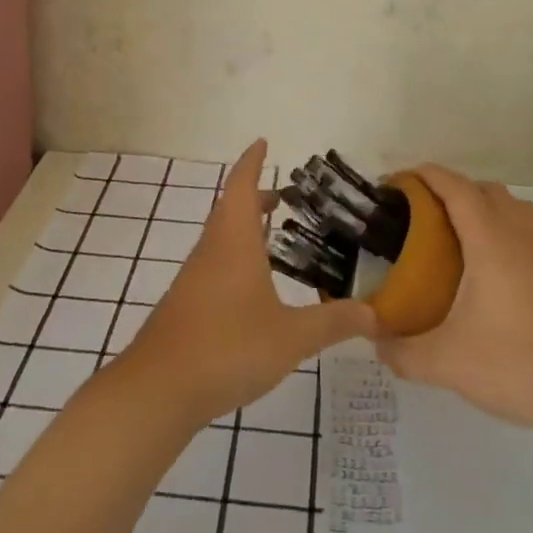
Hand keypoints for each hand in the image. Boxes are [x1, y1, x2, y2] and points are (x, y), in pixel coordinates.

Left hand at [115, 140, 373, 426]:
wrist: (158, 390)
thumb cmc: (227, 348)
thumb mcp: (291, 337)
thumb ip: (333, 323)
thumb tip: (375, 313)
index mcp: (234, 241)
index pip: (243, 186)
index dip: (253, 162)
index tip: (263, 142)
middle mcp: (211, 250)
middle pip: (231, 210)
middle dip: (257, 198)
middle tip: (286, 198)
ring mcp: (194, 278)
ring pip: (221, 239)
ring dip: (246, 230)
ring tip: (275, 240)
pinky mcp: (186, 304)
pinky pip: (215, 265)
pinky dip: (236, 259)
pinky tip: (253, 289)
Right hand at [377, 165, 532, 439]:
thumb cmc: (517, 365)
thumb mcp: (447, 363)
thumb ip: (402, 351)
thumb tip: (375, 342)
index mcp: (490, 239)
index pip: (454, 186)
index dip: (424, 176)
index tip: (395, 184)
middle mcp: (520, 232)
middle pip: (483, 189)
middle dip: (449, 190)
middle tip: (419, 216)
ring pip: (510, 206)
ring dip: (481, 207)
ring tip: (454, 238)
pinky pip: (527, 230)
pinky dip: (503, 230)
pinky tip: (490, 271)